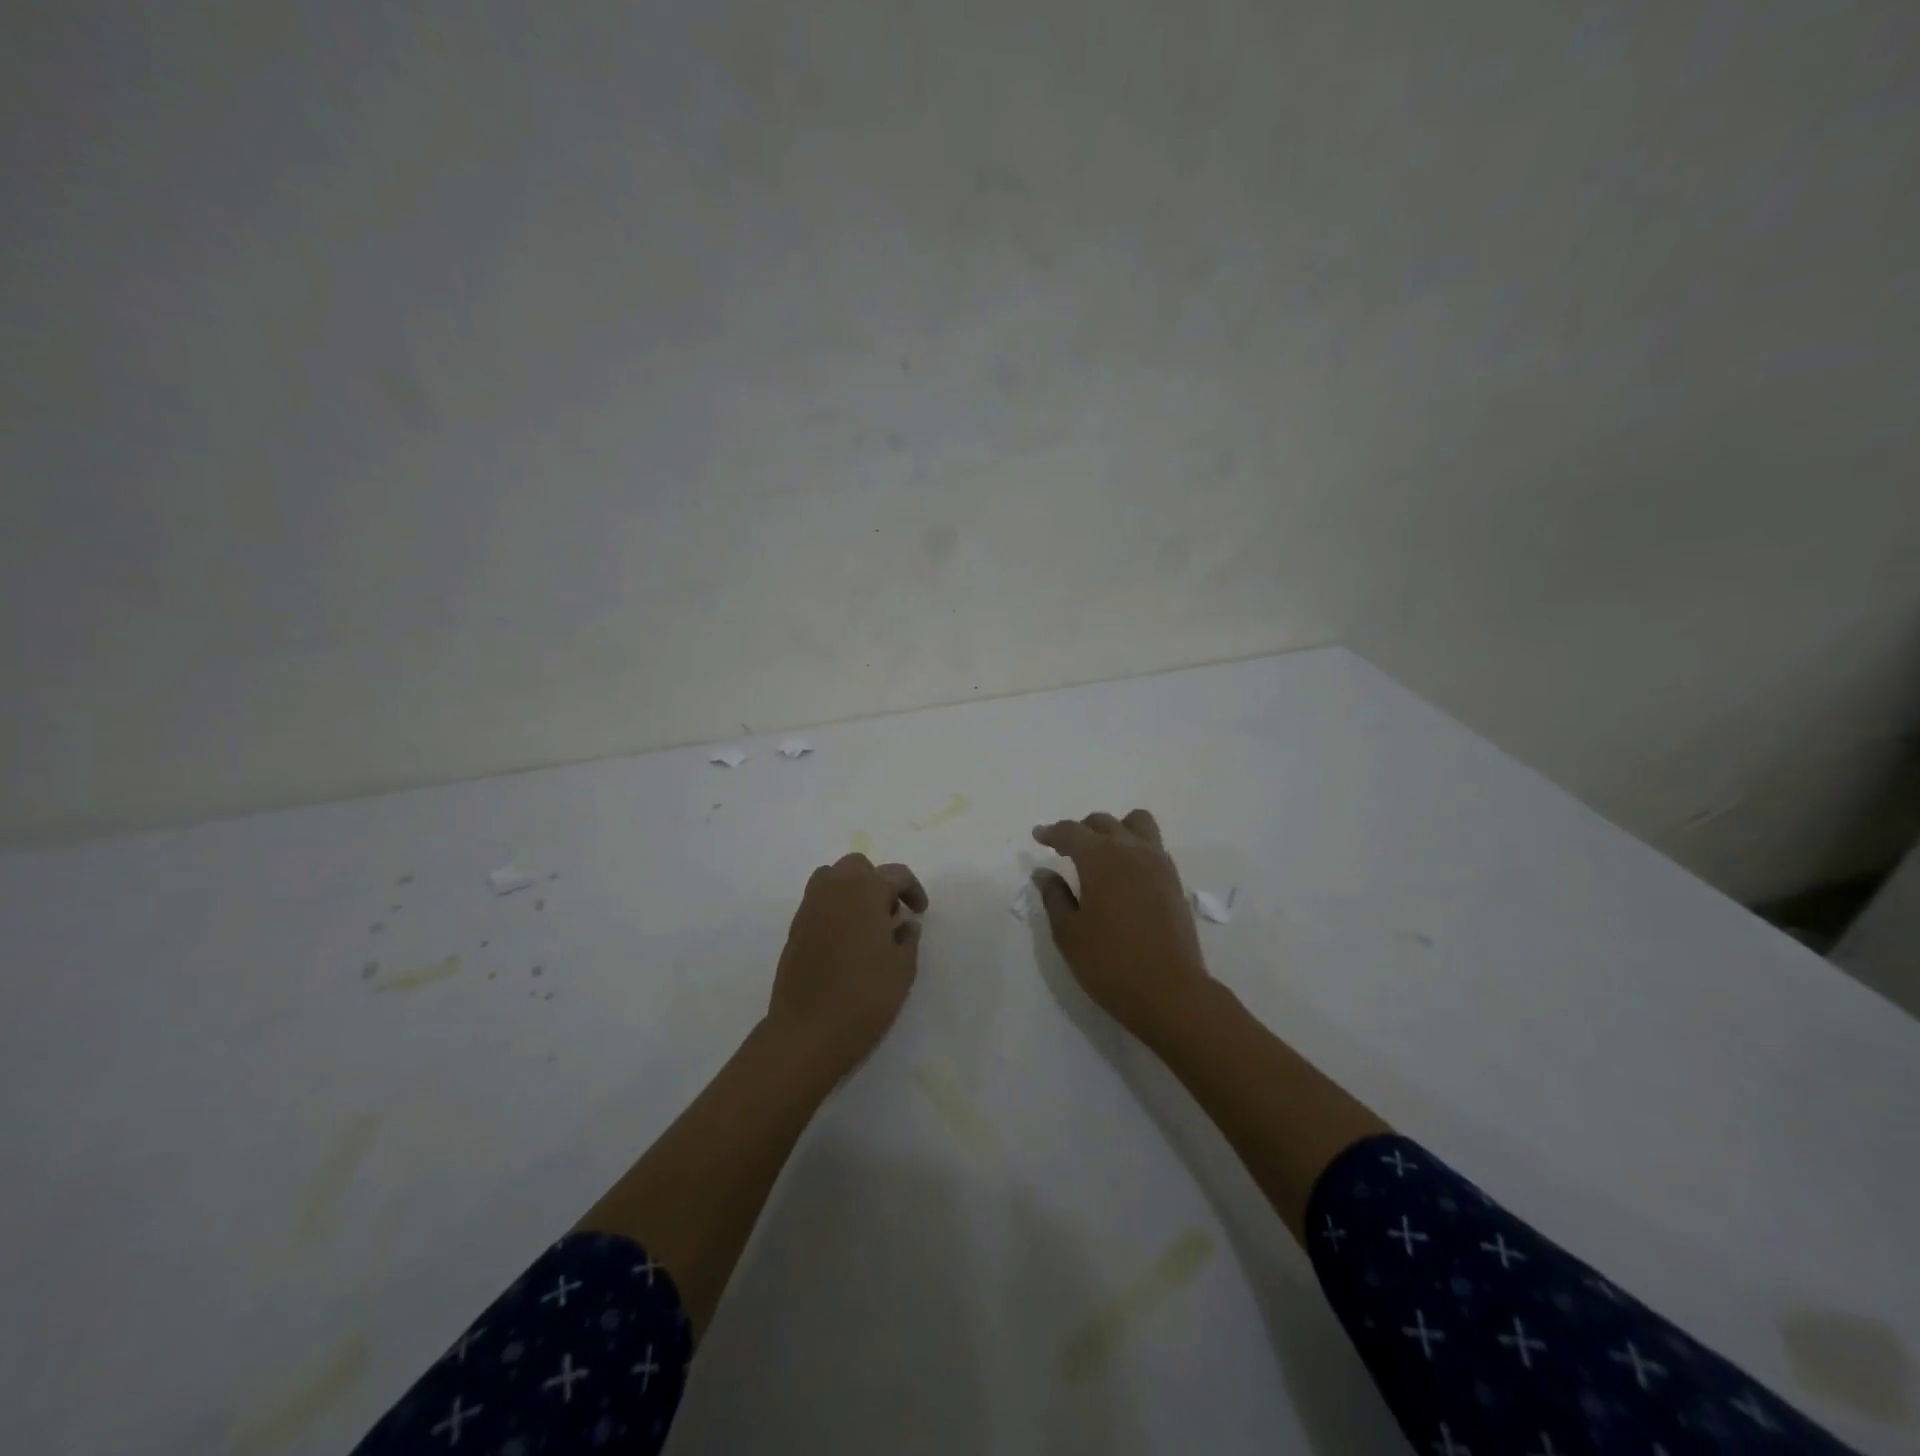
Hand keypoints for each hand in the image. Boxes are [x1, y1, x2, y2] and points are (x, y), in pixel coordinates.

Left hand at [767, 853, 928, 1072]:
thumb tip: (905, 924)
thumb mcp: (902, 968)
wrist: (808, 1032)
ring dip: (852, 890)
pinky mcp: (794, 929)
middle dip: (878, 882)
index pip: (895, 874)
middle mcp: (834, 889)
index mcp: (865, 890)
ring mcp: (809, 907)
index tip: (921, 912)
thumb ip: (908, 938)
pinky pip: (818, 902)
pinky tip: (845, 941)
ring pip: (832, 878)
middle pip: (858, 866)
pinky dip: (834, 909)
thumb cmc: (865, 996)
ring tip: (866, 923)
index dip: (913, 889)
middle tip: (891, 914)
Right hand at [1031, 809, 1212, 1040]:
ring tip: (1100, 852)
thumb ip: (1054, 897)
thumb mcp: (1069, 933)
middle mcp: (1132, 851)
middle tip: (1064, 849)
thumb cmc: (1110, 963)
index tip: (1038, 836)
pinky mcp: (1174, 881)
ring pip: (1136, 824)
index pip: (1072, 832)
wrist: (1170, 992)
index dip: (1052, 832)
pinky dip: (1134, 846)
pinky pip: (1153, 846)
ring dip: (1114, 829)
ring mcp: (1158, 864)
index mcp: (1101, 858)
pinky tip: (1124, 873)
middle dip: (1080, 830)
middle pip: (1103, 823)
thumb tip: (1043, 872)